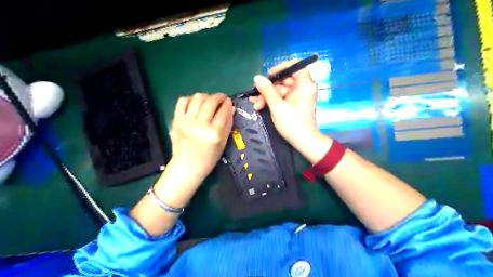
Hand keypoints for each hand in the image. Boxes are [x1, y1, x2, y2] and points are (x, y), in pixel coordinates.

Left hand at [168, 93, 233, 185]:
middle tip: (221, 99)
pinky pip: (182, 101)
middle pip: (211, 101)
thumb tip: (231, 108)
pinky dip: (190, 99)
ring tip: (209, 101)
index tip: (229, 102)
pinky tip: (195, 104)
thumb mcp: (223, 144)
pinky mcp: (177, 120)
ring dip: (206, 96)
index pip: (223, 111)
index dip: (228, 104)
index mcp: (213, 133)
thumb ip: (228, 125)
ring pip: (197, 98)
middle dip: (219, 97)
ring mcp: (186, 121)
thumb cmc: (208, 159)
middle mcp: (200, 125)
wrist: (186, 166)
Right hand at [247, 60, 330, 160]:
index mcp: (304, 84)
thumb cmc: (292, 124)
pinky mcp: (294, 102)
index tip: (269, 75)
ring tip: (255, 104)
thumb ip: (267, 90)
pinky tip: (259, 105)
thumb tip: (257, 77)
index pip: (295, 65)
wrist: (303, 141)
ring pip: (280, 89)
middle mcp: (303, 87)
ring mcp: (298, 95)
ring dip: (267, 96)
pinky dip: (272, 100)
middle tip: (256, 95)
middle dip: (268, 87)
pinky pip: (282, 96)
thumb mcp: (277, 106)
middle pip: (284, 79)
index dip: (281, 68)